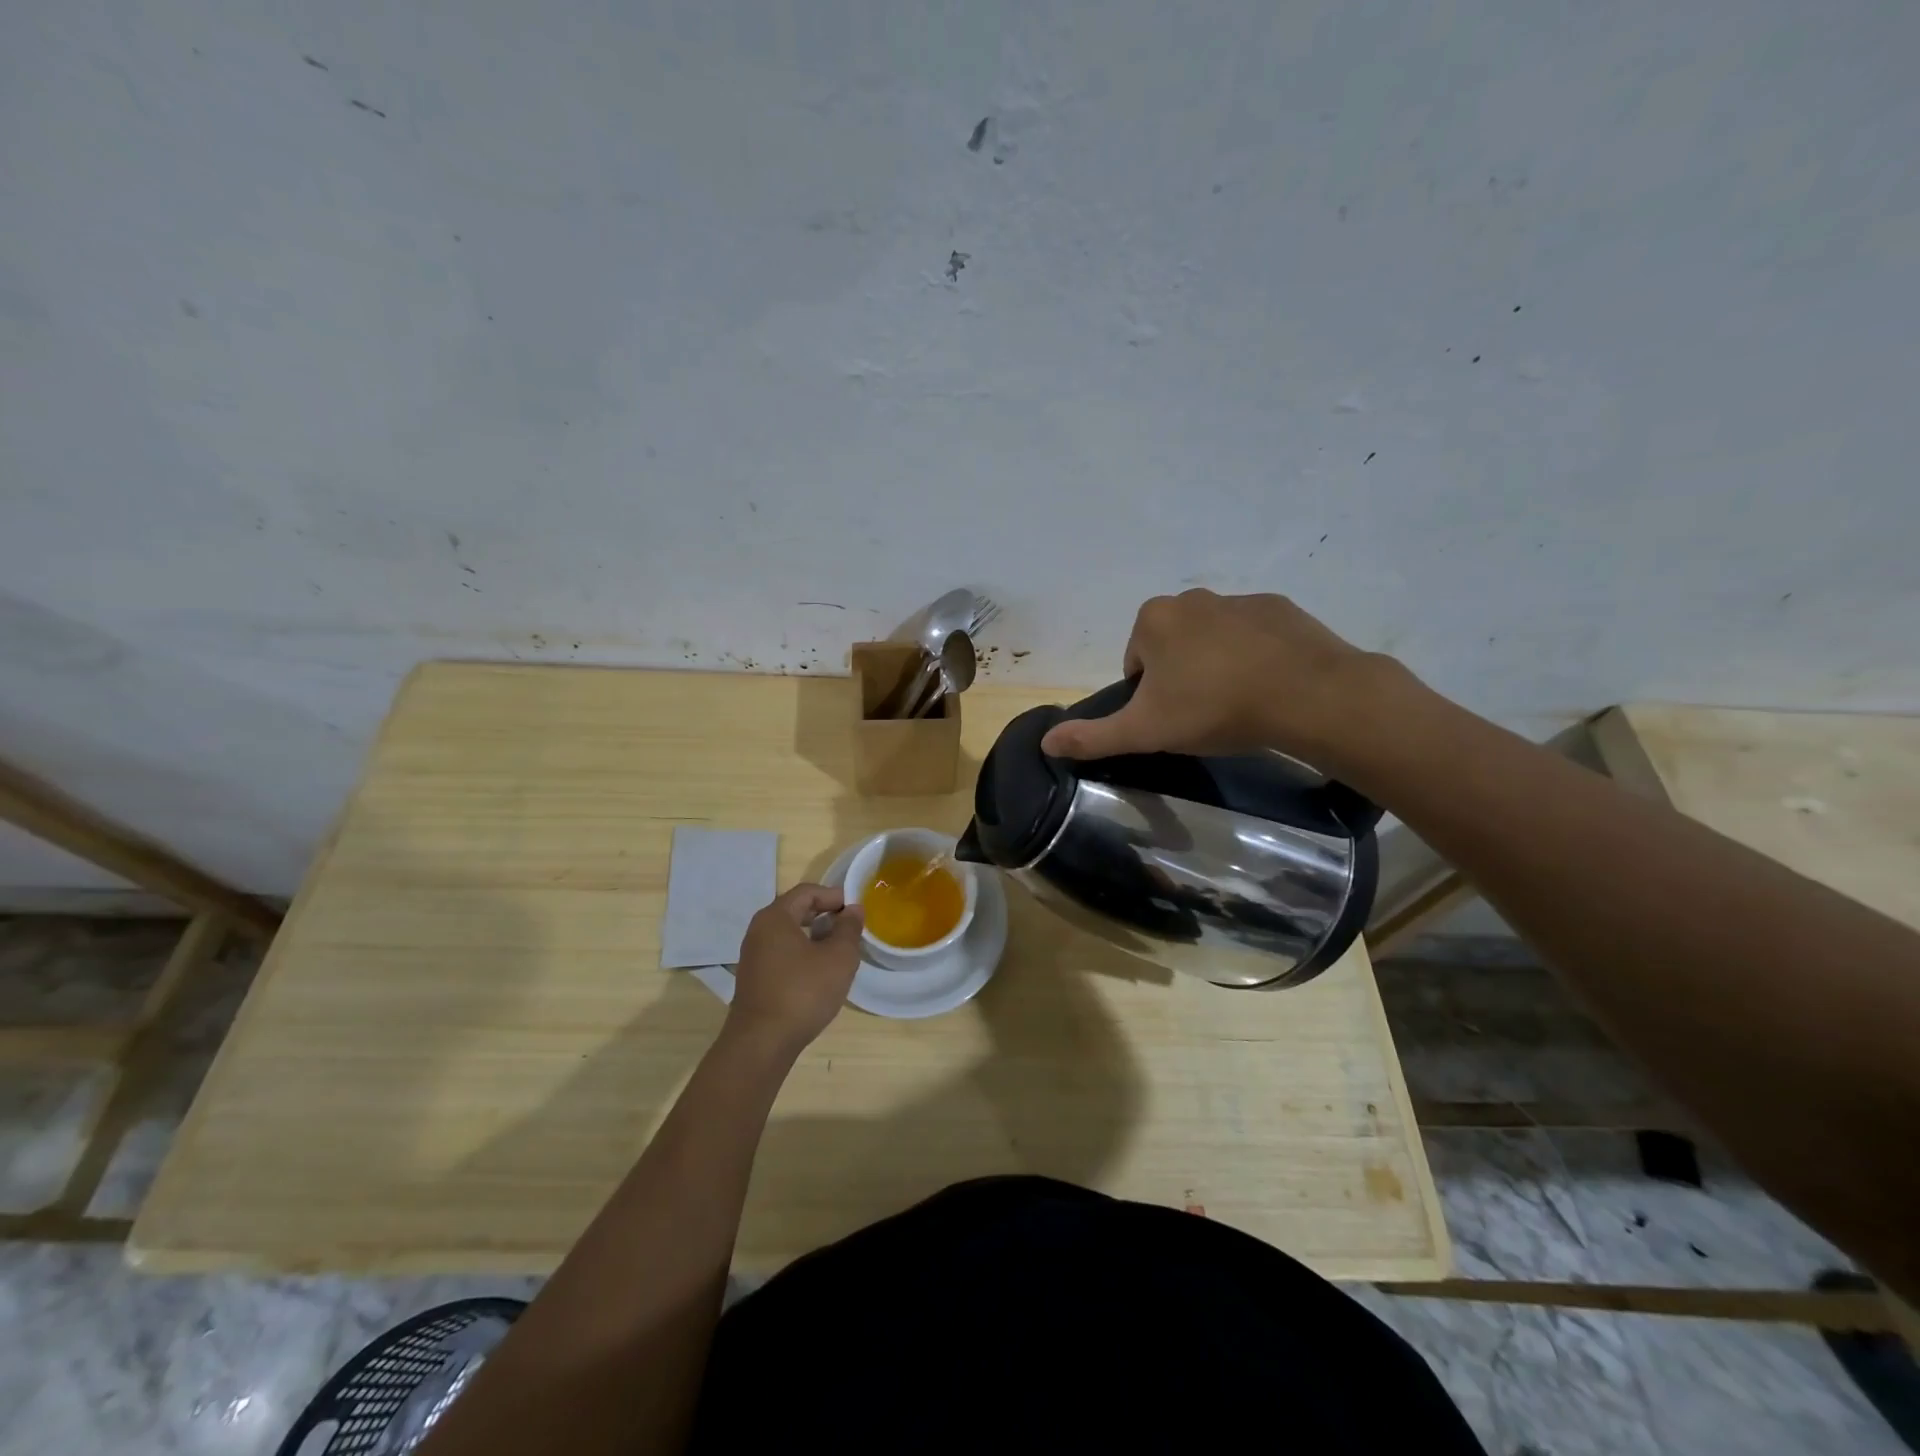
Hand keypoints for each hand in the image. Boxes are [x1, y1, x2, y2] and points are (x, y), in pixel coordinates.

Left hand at [725, 884, 864, 1053]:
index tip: (856, 910)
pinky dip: (802, 953)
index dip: (834, 896)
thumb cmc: (803, 992)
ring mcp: (753, 956)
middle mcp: (759, 930)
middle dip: (825, 915)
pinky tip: (819, 973)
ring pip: (789, 933)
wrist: (762, 1043)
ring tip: (838, 951)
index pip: (807, 892)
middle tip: (849, 928)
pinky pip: (782, 953)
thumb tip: (853, 909)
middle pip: (796, 910)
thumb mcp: (838, 958)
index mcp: (775, 917)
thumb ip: (849, 928)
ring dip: (815, 936)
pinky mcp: (754, 978)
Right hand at [1039, 590, 1388, 766]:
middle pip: (1172, 647)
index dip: (1149, 696)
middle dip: (1181, 677)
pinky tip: (1268, 686)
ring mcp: (1239, 599)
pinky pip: (1253, 636)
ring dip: (1217, 666)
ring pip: (1212, 640)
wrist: (1307, 695)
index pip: (1136, 662)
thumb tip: (1045, 742)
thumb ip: (1093, 736)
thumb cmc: (1214, 708)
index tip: (1173, 719)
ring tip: (1238, 704)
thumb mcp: (1145, 731)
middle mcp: (1192, 598)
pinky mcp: (1280, 608)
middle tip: (1203, 714)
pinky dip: (1254, 657)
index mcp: (1154, 619)